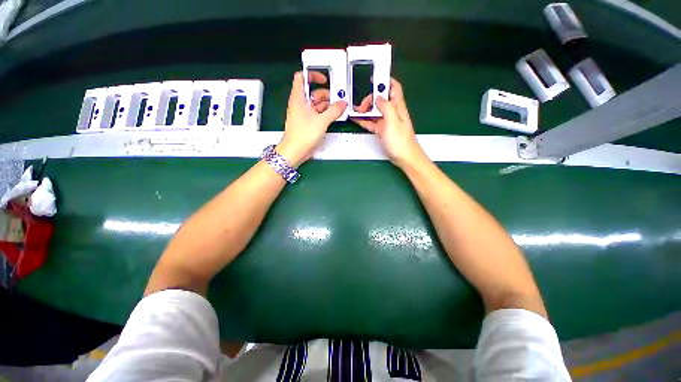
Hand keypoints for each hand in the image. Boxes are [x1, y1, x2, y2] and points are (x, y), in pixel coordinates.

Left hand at [277, 71, 346, 167]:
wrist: (295, 151)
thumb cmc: (304, 134)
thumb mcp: (321, 121)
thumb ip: (334, 111)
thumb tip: (343, 103)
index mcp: (298, 98)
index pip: (302, 77)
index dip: (312, 75)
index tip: (324, 79)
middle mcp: (300, 104)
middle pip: (312, 92)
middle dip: (325, 94)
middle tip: (337, 100)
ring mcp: (303, 114)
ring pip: (315, 104)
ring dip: (327, 105)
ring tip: (337, 110)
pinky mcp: (306, 123)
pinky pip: (316, 114)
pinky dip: (324, 114)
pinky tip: (333, 117)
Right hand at [351, 79, 425, 167]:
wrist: (404, 158)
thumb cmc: (400, 141)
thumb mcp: (393, 122)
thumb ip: (386, 107)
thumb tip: (378, 97)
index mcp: (397, 107)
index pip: (394, 88)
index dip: (385, 80)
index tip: (373, 78)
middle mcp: (392, 112)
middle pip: (380, 100)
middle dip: (370, 99)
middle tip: (360, 106)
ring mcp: (387, 122)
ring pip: (375, 111)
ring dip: (365, 110)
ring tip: (355, 112)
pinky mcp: (382, 131)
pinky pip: (372, 123)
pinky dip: (364, 120)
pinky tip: (356, 119)